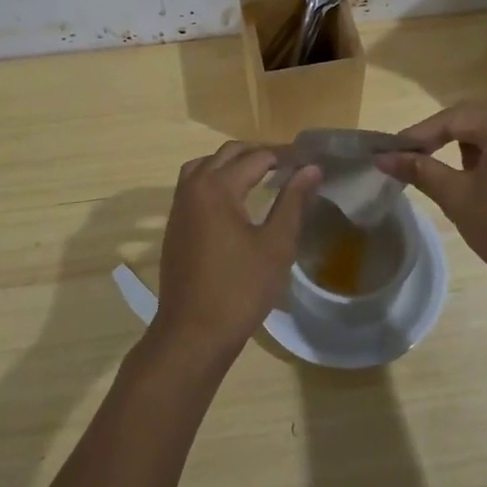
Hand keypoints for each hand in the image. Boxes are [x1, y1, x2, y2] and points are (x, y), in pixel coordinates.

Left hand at [154, 142, 322, 358]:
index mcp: (217, 187)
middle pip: (228, 153)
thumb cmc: (240, 289)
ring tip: (262, 174)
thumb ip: (293, 201)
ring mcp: (179, 206)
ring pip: (205, 165)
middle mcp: (193, 187)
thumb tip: (312, 169)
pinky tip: (235, 198)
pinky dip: (215, 178)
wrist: (193, 333)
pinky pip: (194, 185)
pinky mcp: (175, 224)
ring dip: (233, 162)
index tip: (310, 161)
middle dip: (260, 153)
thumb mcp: (276, 245)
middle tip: (290, 164)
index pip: (257, 157)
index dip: (286, 156)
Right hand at [377, 104, 486, 300]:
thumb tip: (384, 157)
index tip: (393, 152)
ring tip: (464, 187)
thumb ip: (421, 171)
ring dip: (478, 156)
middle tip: (424, 167)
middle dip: (448, 144)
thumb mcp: (459, 199)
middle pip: (480, 124)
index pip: (453, 119)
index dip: (418, 135)